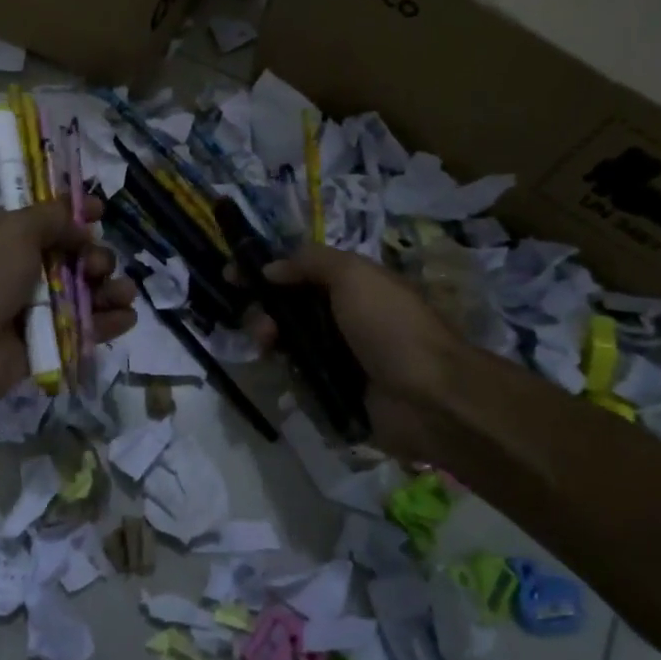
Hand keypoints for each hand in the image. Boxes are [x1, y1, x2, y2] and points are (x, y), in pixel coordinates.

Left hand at [0, 197, 137, 408]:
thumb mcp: (13, 230)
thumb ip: (52, 217)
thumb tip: (81, 224)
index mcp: (5, 237)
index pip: (47, 219)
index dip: (75, 214)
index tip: (100, 212)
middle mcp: (21, 269)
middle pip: (73, 256)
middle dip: (95, 257)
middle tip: (96, 266)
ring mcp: (35, 307)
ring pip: (85, 293)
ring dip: (110, 289)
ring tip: (123, 293)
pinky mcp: (48, 341)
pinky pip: (85, 328)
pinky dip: (109, 321)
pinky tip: (126, 317)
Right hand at [248, 244, 464, 456]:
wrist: (428, 397)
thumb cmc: (391, 326)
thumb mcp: (353, 274)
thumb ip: (310, 261)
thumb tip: (271, 267)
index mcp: (352, 284)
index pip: (299, 270)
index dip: (265, 270)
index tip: (232, 276)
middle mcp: (344, 316)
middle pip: (287, 305)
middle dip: (263, 308)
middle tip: (258, 323)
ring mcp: (339, 354)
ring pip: (288, 339)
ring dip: (269, 337)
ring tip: (267, 345)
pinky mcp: (334, 389)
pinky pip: (297, 374)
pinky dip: (284, 369)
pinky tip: (279, 368)